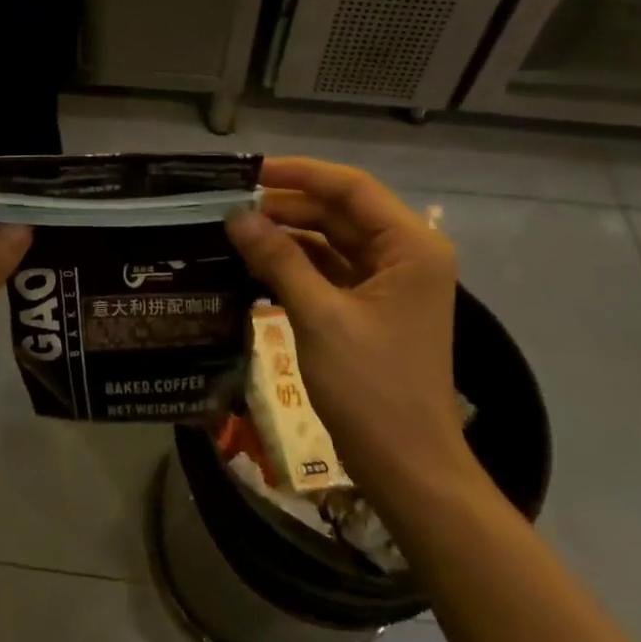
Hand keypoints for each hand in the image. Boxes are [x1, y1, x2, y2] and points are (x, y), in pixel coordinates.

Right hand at [225, 158, 467, 482]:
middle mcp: (405, 254)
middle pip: (340, 212)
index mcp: (410, 246)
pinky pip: (330, 270)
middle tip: (230, 206)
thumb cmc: (372, 388)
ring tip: (235, 231)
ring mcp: (390, 282)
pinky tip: (255, 263)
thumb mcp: (319, 316)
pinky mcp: (372, 307)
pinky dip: (296, 264)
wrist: (409, 469)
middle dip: (287, 207)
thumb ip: (278, 259)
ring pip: (332, 240)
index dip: (299, 174)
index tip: (248, 173)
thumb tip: (237, 216)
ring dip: (288, 235)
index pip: (351, 188)